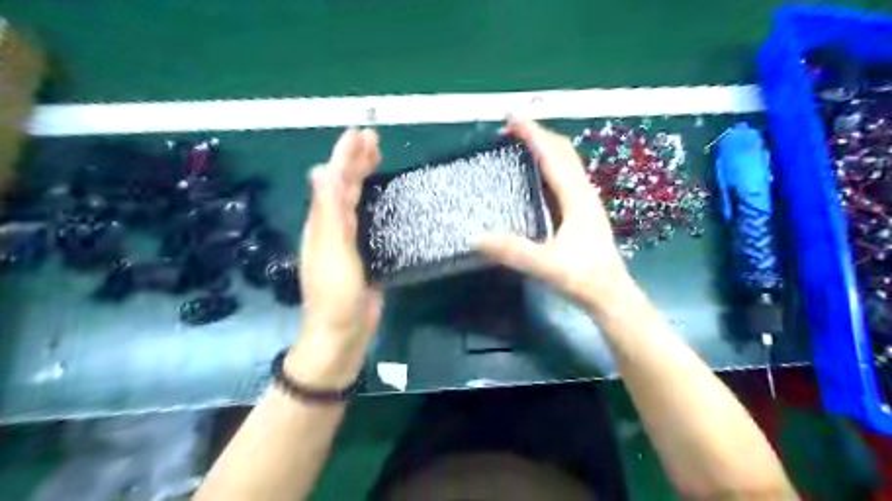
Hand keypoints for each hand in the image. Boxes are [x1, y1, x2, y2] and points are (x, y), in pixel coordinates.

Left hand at [290, 129, 379, 386]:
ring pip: (355, 199)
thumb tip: (322, 171)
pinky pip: (367, 217)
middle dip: (356, 160)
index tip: (361, 134)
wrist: (342, 334)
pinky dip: (373, 200)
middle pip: (343, 186)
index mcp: (322, 223)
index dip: (345, 156)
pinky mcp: (364, 252)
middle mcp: (332, 226)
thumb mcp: (332, 252)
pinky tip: (383, 197)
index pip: (333, 180)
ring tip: (378, 158)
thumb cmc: (335, 295)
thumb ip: (329, 213)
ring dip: (364, 176)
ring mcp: (348, 240)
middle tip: (374, 139)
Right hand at [477, 118, 636, 311]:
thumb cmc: (583, 279)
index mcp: (576, 199)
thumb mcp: (546, 265)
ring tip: (522, 144)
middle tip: (511, 129)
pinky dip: (550, 165)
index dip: (532, 134)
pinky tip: (537, 175)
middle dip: (538, 134)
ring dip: (545, 147)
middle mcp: (584, 193)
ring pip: (567, 162)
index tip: (511, 117)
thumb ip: (513, 251)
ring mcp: (586, 202)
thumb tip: (476, 237)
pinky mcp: (584, 212)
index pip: (553, 156)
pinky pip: (566, 177)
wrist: (612, 295)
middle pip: (564, 151)